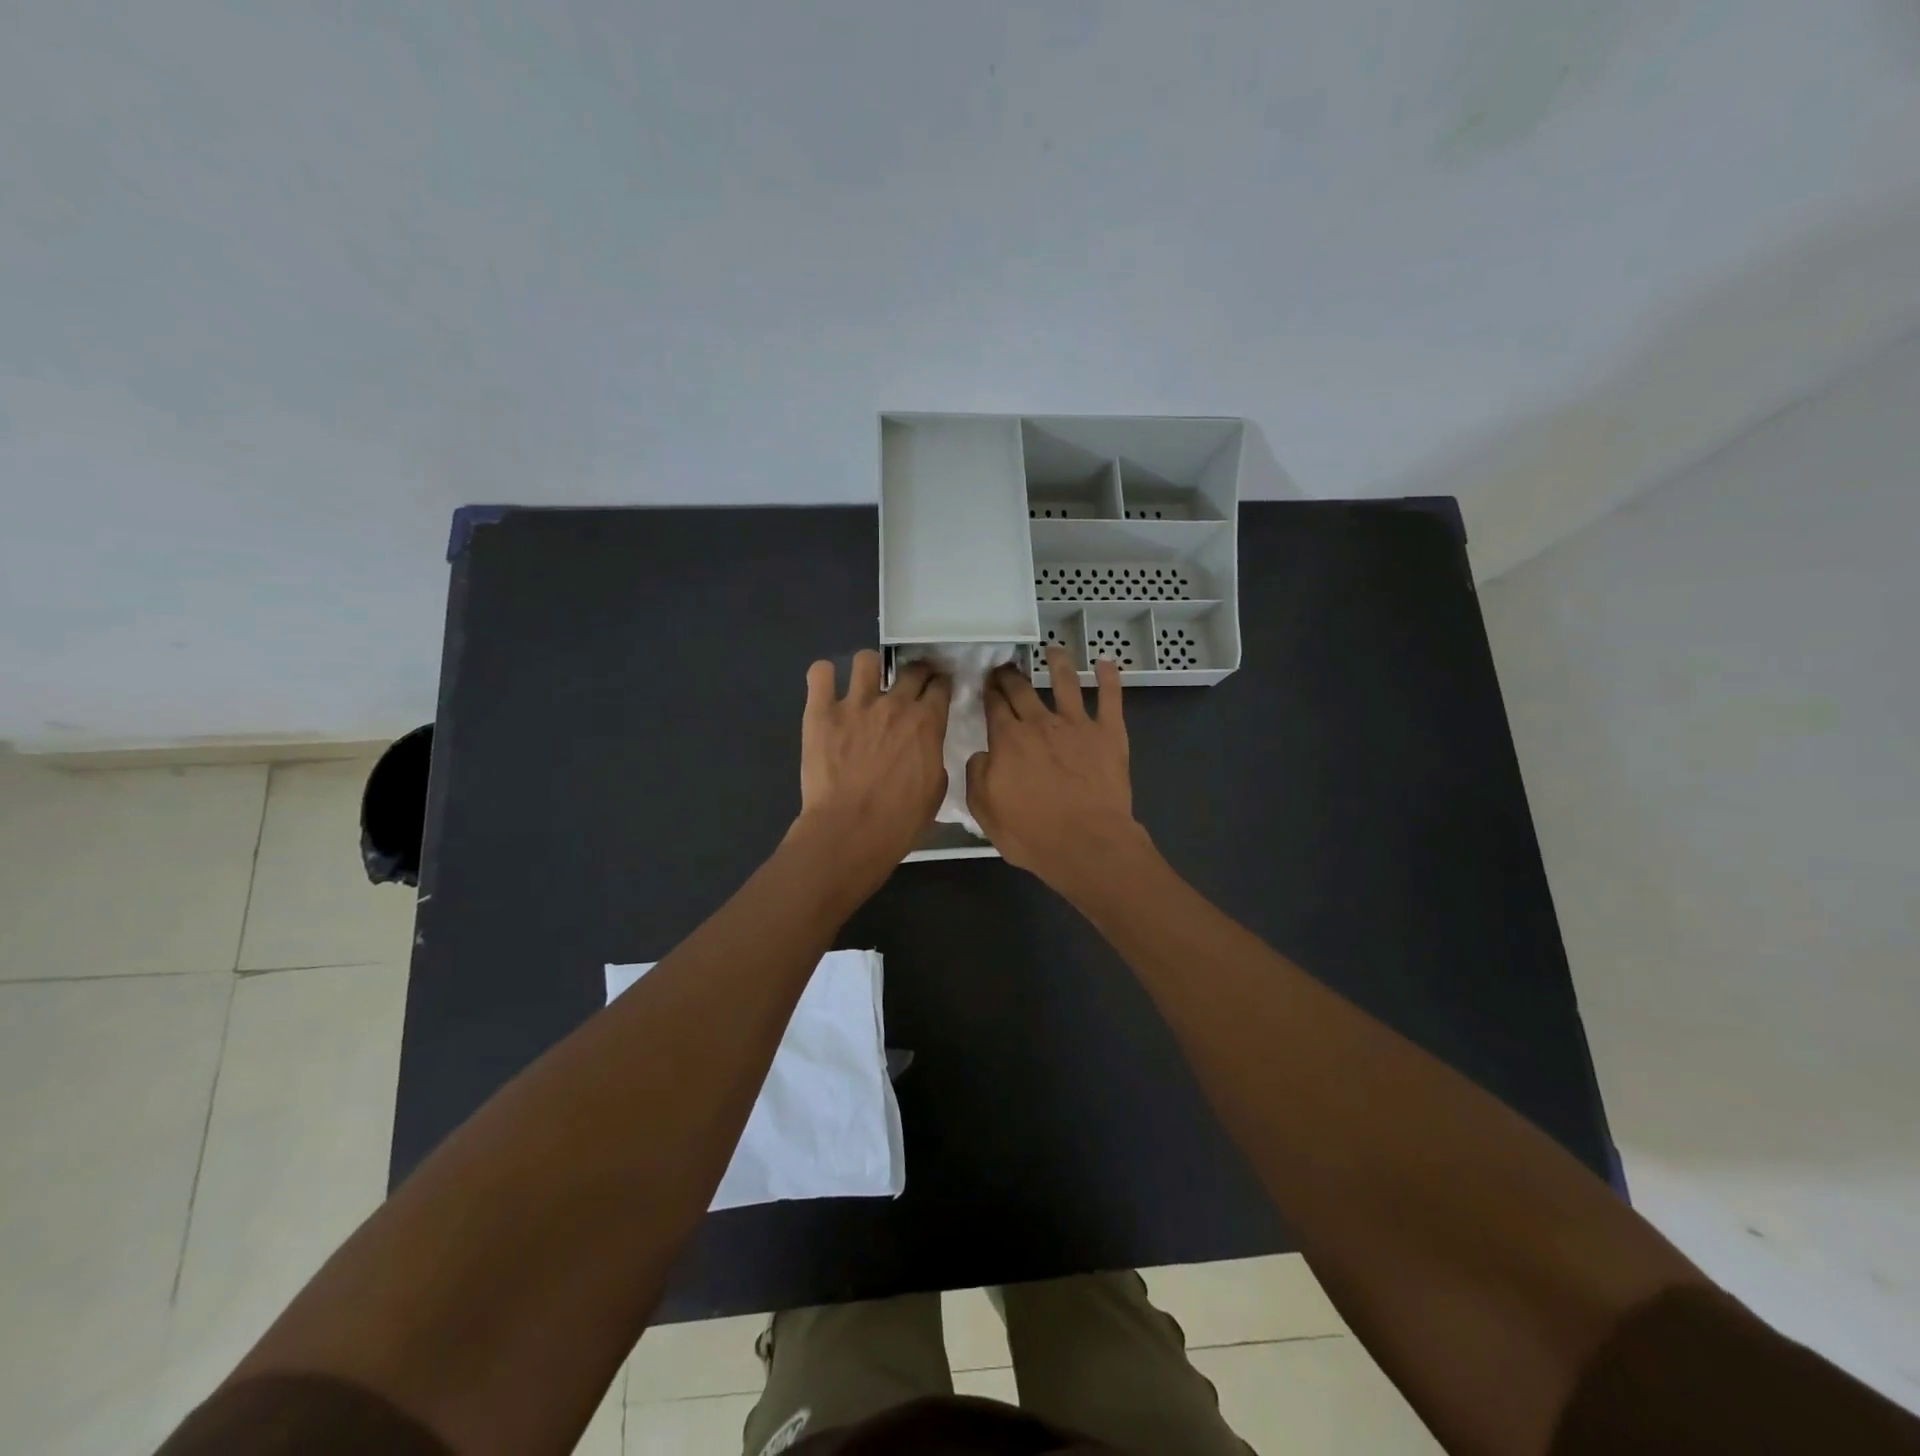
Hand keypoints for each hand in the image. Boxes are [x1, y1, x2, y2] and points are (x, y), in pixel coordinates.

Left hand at [793, 650, 951, 874]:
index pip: (940, 686)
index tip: (938, 689)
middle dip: (916, 671)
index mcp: (926, 722)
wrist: (850, 831)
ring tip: (866, 685)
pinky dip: (824, 677)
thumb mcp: (936, 789)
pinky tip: (826, 689)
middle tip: (910, 684)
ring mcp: (855, 704)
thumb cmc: (900, 820)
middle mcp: (894, 704)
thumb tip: (925, 745)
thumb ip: (932, 755)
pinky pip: (820, 674)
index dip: (941, 684)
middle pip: (911, 669)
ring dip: (870, 669)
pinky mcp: (820, 712)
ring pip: (867, 660)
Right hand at [965, 647, 1150, 895]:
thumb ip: (977, 776)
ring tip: (1054, 650)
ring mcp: (1077, 724)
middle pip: (1022, 689)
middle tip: (1007, 666)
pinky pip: (1110, 698)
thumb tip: (982, 754)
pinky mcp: (1109, 733)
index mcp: (1007, 740)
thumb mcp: (985, 811)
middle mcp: (1040, 723)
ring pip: (1065, 682)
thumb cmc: (1032, 834)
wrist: (1087, 844)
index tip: (986, 681)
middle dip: (1011, 675)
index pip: (994, 706)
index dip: (988, 691)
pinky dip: (1109, 678)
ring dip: (1058, 663)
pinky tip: (1106, 663)